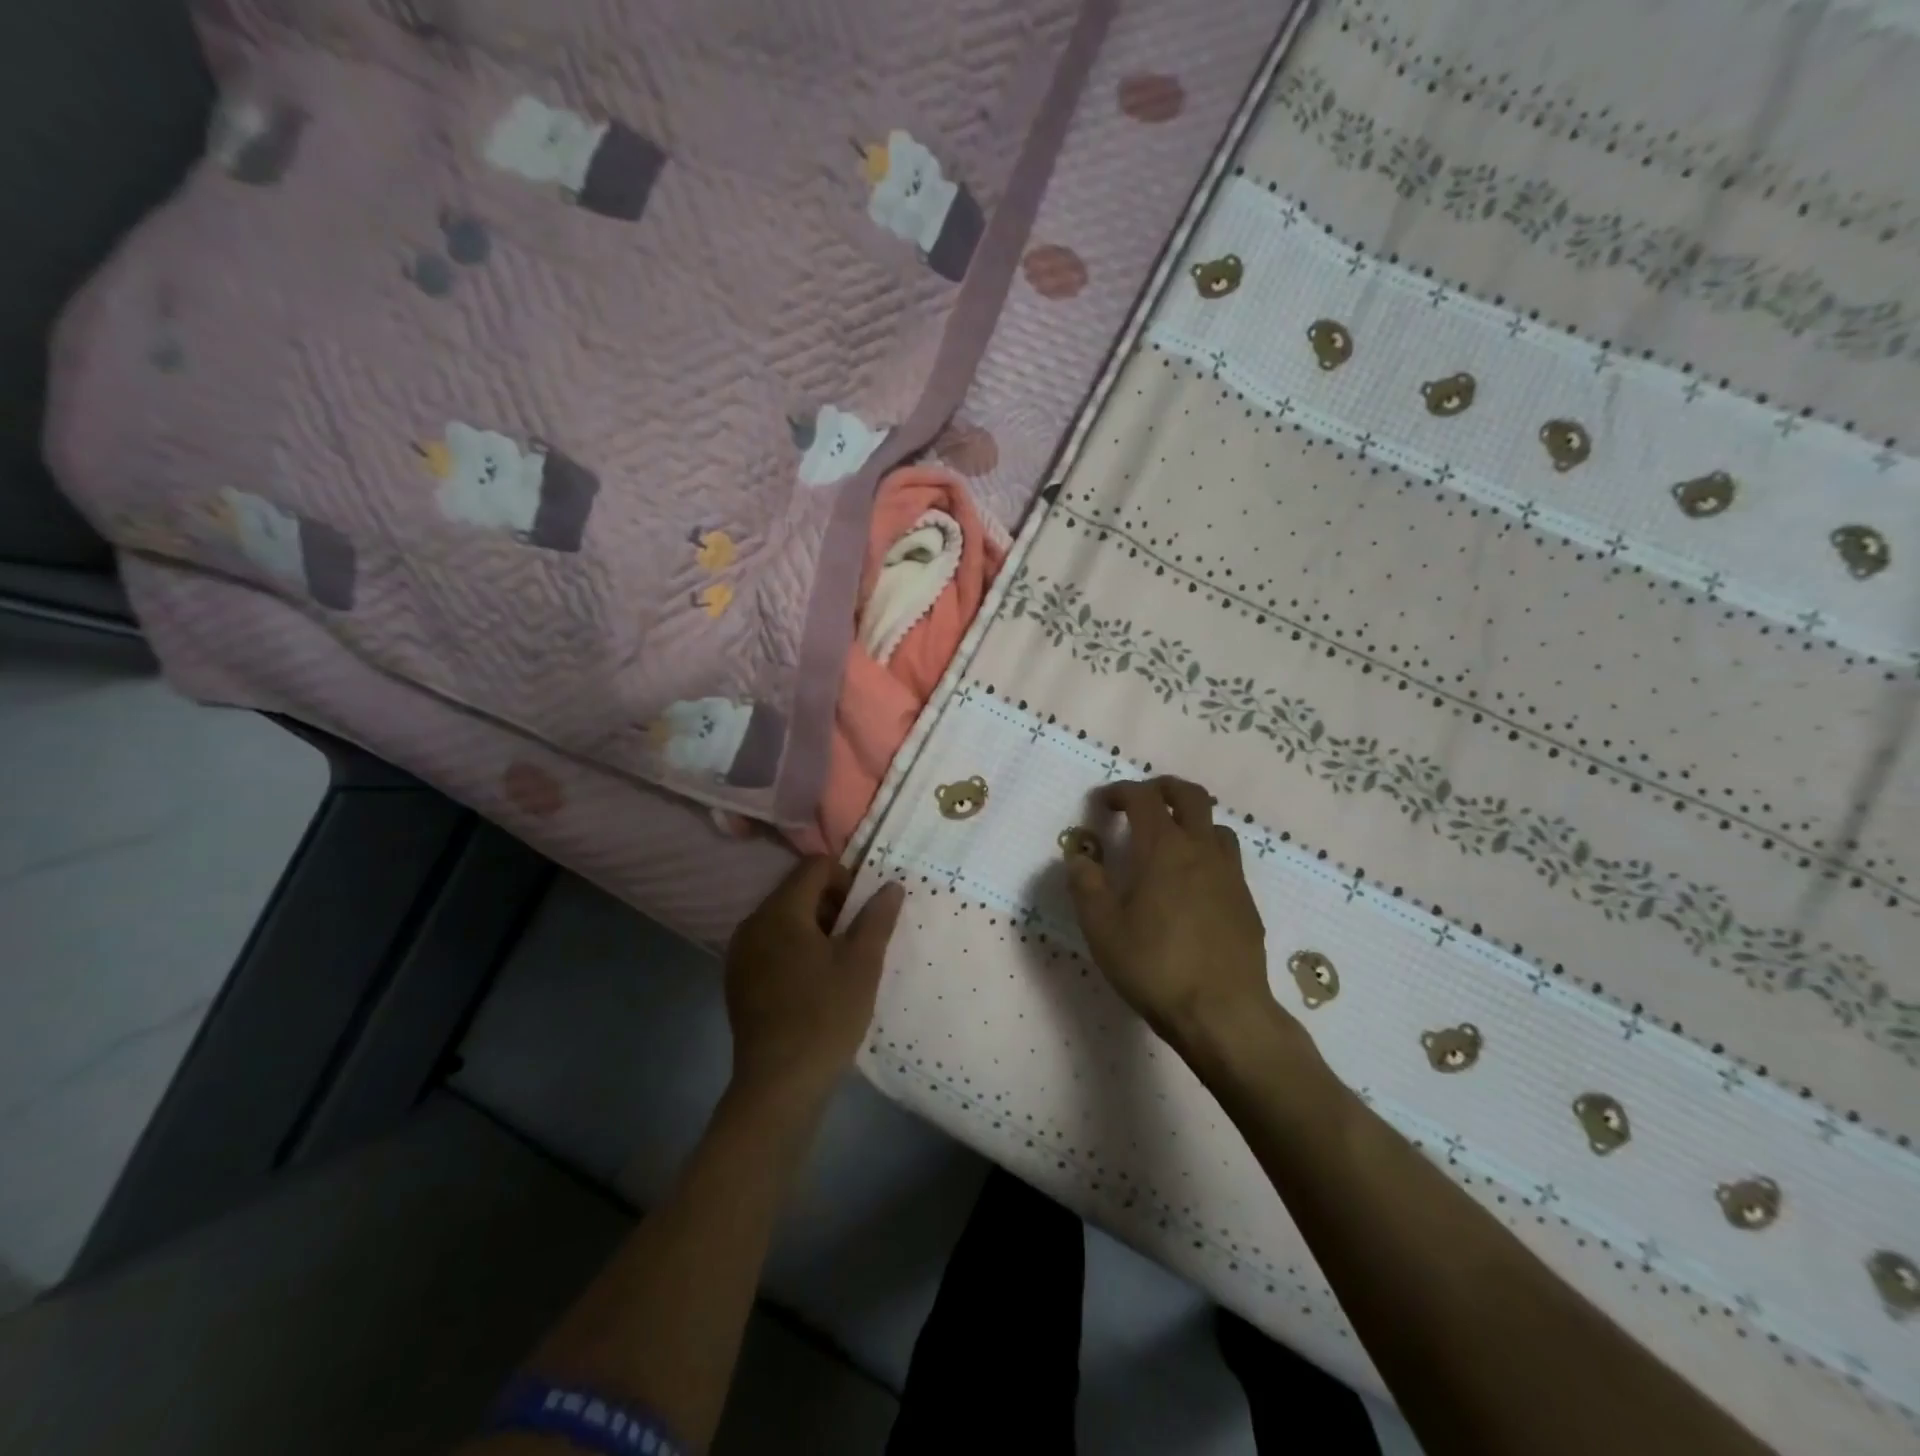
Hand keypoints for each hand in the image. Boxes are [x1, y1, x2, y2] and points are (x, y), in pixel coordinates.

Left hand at [724, 858, 904, 1104]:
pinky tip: (813, 983)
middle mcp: (753, 923)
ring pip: (784, 919)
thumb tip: (891, 885)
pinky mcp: (737, 979)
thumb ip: (877, 917)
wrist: (779, 1084)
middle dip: (831, 905)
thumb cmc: (826, 1016)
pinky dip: (794, 949)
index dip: (846, 879)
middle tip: (856, 940)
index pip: (814, 867)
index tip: (863, 914)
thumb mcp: (862, 963)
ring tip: (838, 963)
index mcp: (780, 911)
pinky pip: (770, 945)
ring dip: (814, 928)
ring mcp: (740, 953)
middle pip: (797, 890)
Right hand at [1067, 777, 1287, 1062]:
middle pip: (1190, 795)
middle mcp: (1201, 850)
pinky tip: (1192, 885)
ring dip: (1190, 820)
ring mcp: (1230, 874)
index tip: (1102, 803)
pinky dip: (1206, 853)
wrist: (1224, 1013)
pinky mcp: (1246, 901)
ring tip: (1169, 841)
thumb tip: (1079, 856)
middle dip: (1162, 788)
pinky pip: (1227, 859)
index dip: (1120, 792)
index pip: (1143, 798)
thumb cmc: (1155, 966)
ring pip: (1215, 825)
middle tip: (1141, 801)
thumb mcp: (1102, 929)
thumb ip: (1086, 885)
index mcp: (1163, 848)